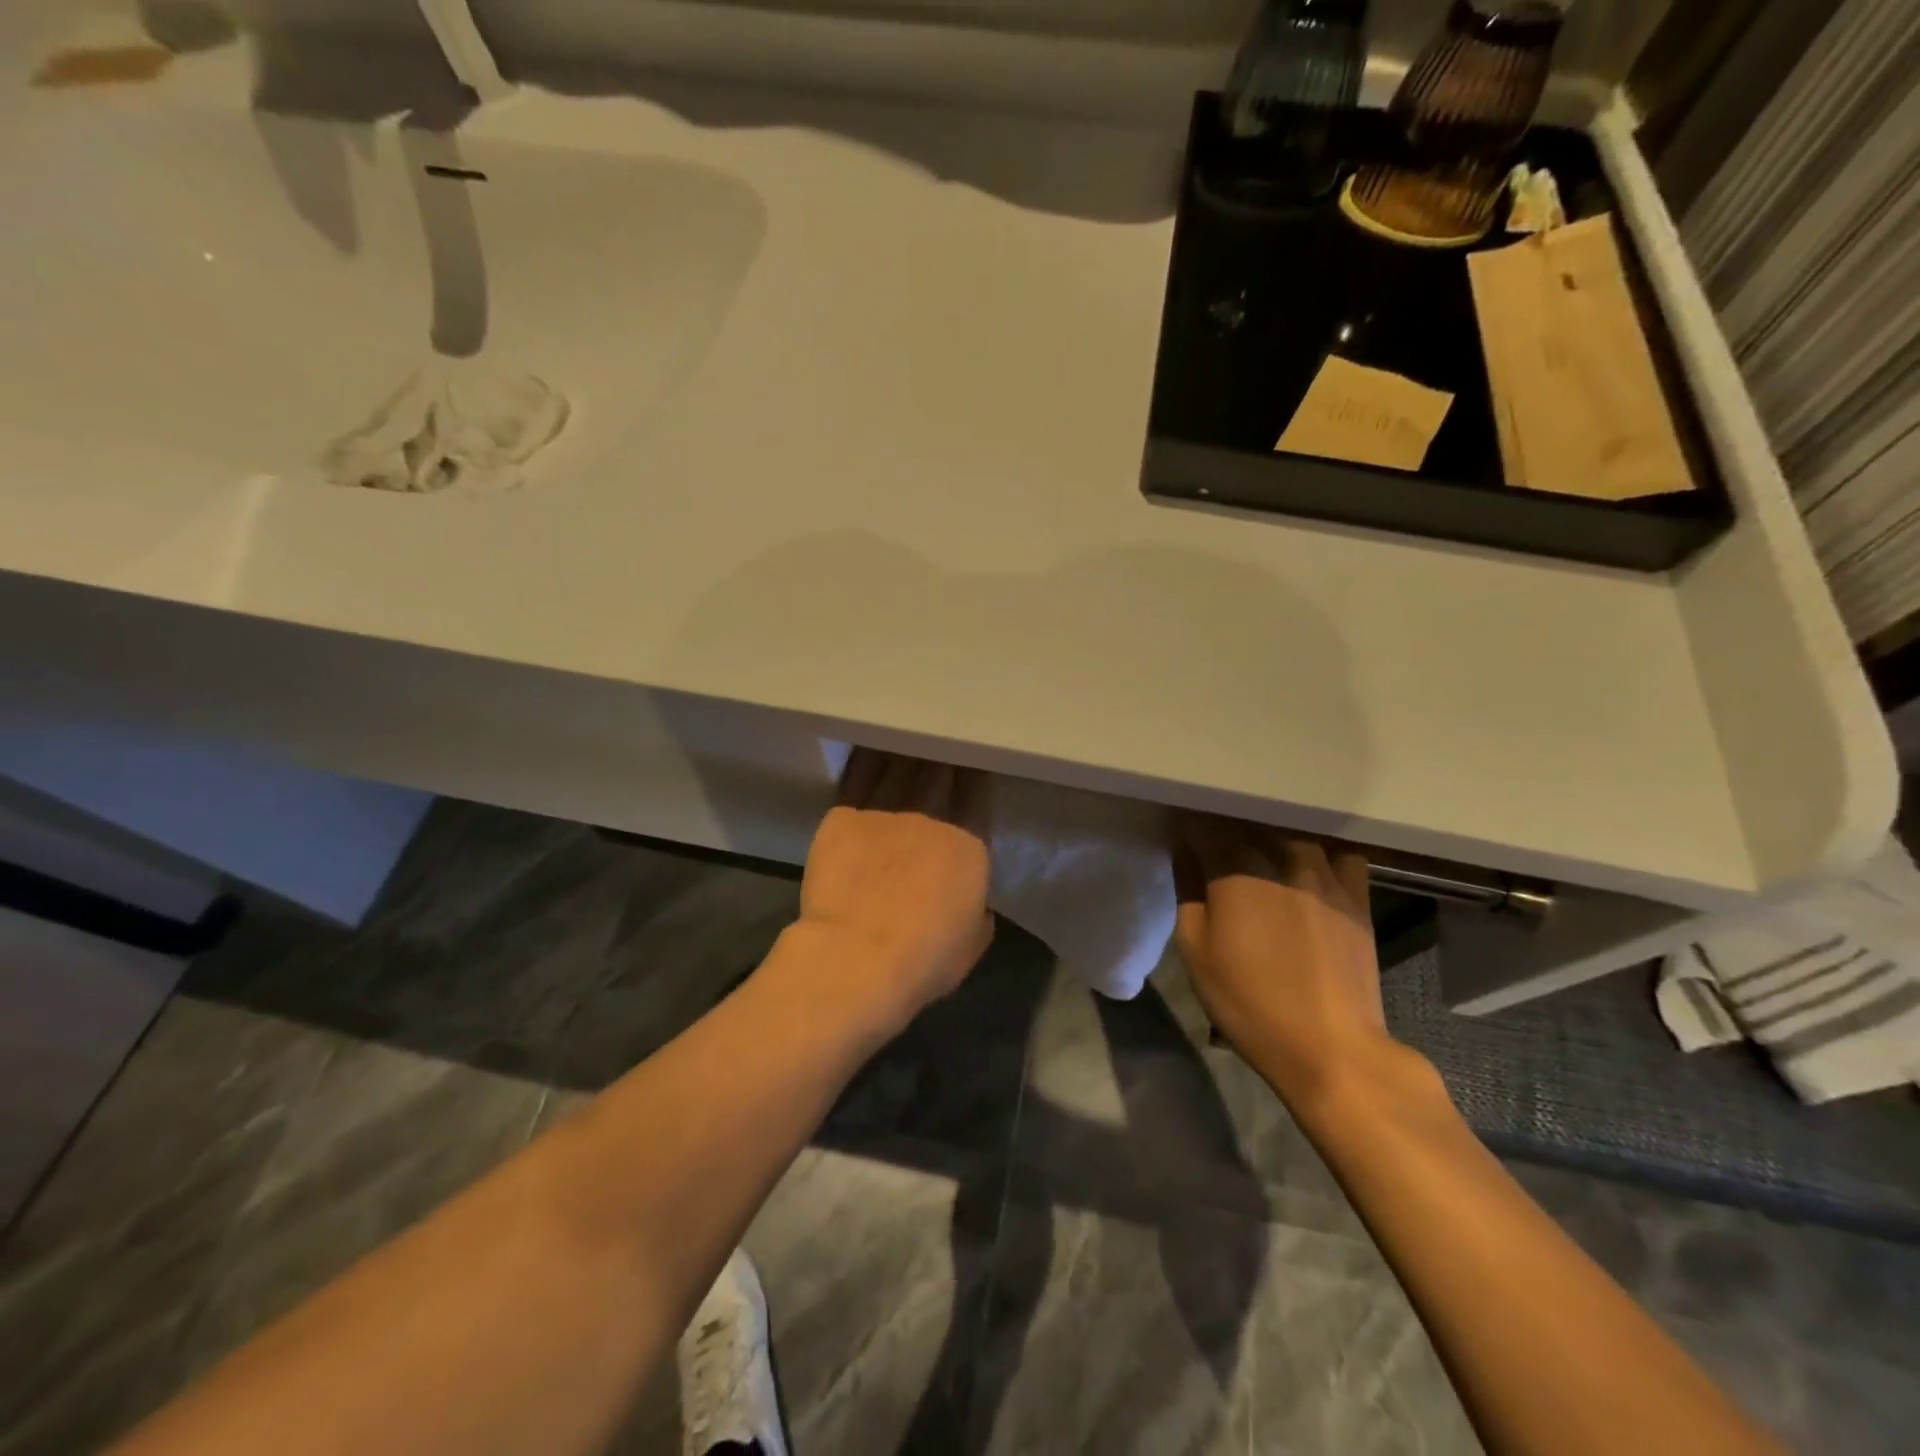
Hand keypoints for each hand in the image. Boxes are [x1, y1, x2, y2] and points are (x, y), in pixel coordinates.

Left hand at [794, 750, 993, 1024]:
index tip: (969, 760)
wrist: (859, 955)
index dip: (973, 772)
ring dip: (905, 748)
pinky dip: (867, 758)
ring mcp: (885, 811)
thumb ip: (977, 911)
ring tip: (906, 733)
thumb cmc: (925, 958)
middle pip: (938, 771)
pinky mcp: (844, 815)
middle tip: (938, 738)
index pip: (975, 793)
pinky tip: (869, 743)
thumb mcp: (972, 942)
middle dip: (941, 752)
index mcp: (968, 843)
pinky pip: (858, 777)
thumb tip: (974, 902)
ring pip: (899, 766)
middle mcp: (930, 816)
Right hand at [1173, 817, 1391, 1106]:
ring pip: (1288, 832)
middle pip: (1245, 824)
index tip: (1181, 844)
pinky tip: (1307, 869)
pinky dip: (1317, 852)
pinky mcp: (1355, 891)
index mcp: (1234, 869)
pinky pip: (1335, 852)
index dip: (1187, 832)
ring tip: (1258, 860)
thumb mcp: (1195, 949)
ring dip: (1267, 838)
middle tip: (1214, 855)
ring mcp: (1324, 870)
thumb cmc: (1249, 1001)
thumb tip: (1184, 851)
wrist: (1331, 1046)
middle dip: (1224, 831)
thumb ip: (1187, 889)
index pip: (1202, 826)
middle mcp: (1280, 855)